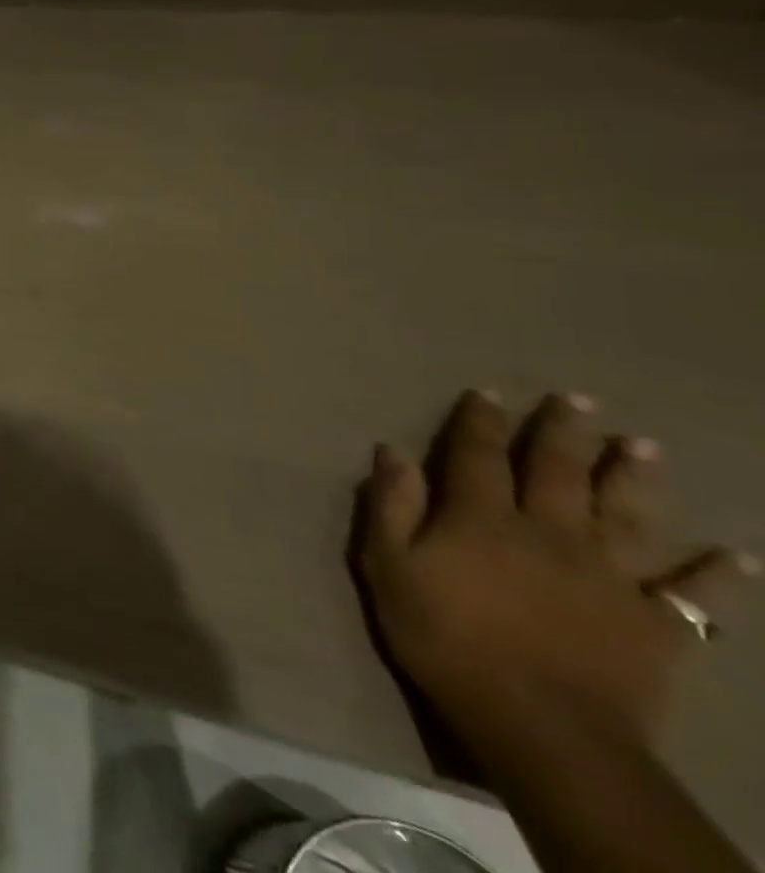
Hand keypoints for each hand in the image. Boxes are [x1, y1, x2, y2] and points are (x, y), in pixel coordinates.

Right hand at [356, 391, 756, 750]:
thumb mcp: (389, 567)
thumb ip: (391, 506)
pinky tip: (738, 558)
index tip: (488, 393)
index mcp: (482, 518)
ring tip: (645, 446)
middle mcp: (548, 533)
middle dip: (566, 433)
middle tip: (580, 399)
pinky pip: (695, 599)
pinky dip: (717, 577)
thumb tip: (392, 451)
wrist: (540, 726)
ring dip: (636, 479)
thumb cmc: (445, 638)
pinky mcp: (654, 626)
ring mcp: (608, 579)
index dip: (482, 422)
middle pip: (559, 473)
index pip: (479, 456)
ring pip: (626, 517)